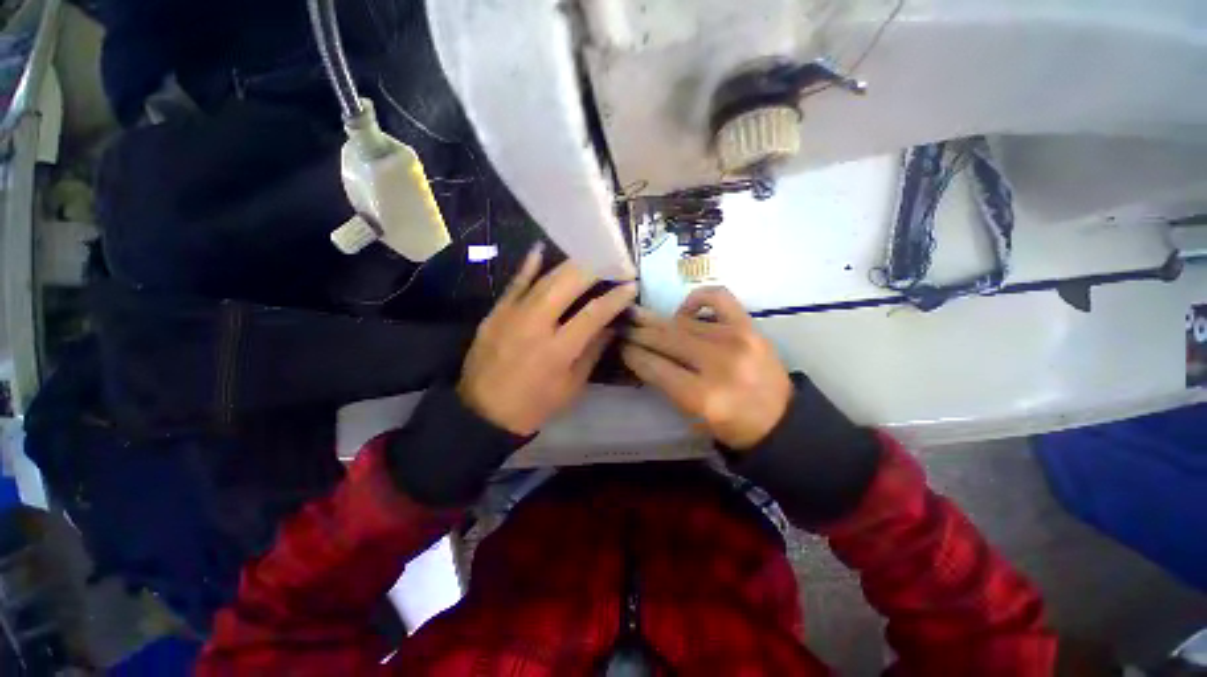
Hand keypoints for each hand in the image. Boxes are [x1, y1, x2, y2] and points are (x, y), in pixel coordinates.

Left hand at [458, 244, 637, 435]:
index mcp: (558, 350)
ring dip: (570, 264)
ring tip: (589, 255)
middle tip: (613, 262)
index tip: (631, 285)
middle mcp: (536, 325)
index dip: (616, 297)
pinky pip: (515, 283)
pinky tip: (541, 248)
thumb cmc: (534, 406)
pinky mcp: (496, 312)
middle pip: (569, 284)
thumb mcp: (571, 387)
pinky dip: (529, 265)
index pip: (594, 314)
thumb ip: (592, 352)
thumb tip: (610, 326)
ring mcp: (512, 315)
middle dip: (595, 269)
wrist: (483, 413)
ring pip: (545, 279)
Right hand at [622, 287, 792, 450]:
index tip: (620, 346)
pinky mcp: (749, 326)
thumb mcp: (691, 415)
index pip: (654, 366)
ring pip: (683, 322)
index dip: (632, 354)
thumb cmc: (731, 425)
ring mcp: (735, 339)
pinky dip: (696, 299)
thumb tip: (640, 354)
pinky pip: (717, 298)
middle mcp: (717, 363)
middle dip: (638, 333)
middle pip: (665, 339)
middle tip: (623, 327)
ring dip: (659, 322)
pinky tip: (684, 311)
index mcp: (701, 396)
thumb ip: (665, 384)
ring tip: (643, 320)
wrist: (780, 419)